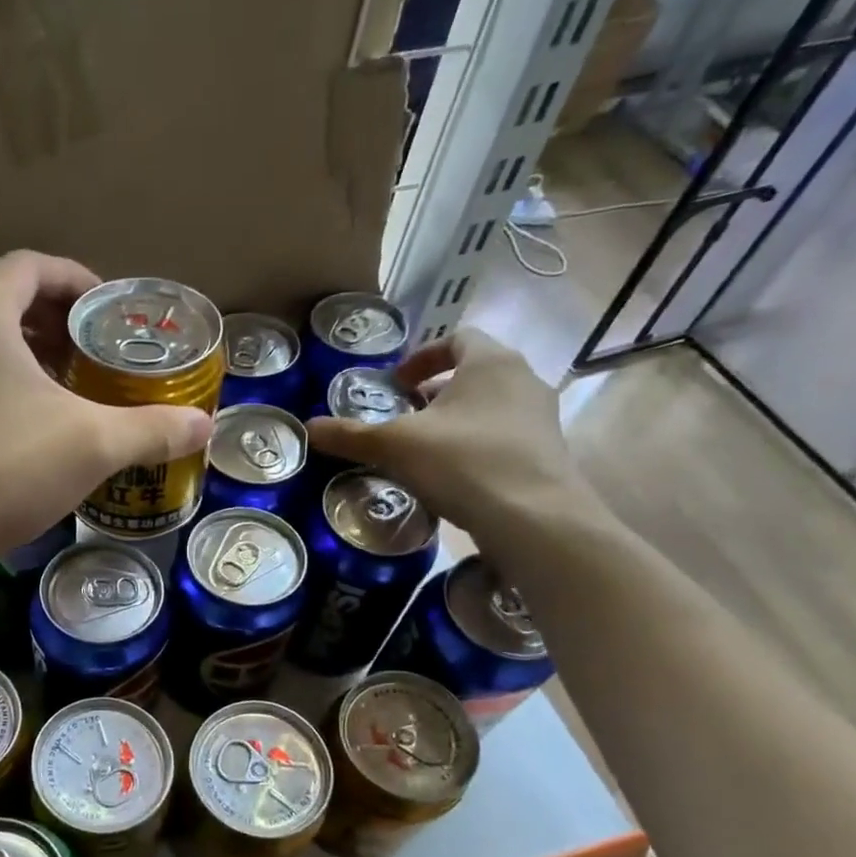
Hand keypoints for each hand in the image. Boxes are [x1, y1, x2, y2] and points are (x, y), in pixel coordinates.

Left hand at [0, 251, 213, 572]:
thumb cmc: (3, 472)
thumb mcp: (92, 447)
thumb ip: (151, 429)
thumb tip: (204, 426)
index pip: (31, 265)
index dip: (75, 278)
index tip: (105, 309)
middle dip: (45, 304)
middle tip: (82, 340)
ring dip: (15, 333)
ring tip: (55, 372)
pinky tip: (16, 409)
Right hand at [306, 326, 601, 551]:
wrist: (533, 518)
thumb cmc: (463, 462)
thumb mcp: (395, 446)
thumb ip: (351, 435)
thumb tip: (307, 428)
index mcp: (490, 361)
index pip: (457, 338)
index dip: (422, 356)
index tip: (396, 383)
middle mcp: (523, 379)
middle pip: (474, 373)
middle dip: (435, 392)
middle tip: (404, 418)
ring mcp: (541, 417)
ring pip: (490, 406)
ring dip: (456, 420)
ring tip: (424, 450)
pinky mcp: (547, 453)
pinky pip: (504, 437)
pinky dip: (475, 446)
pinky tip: (453, 478)